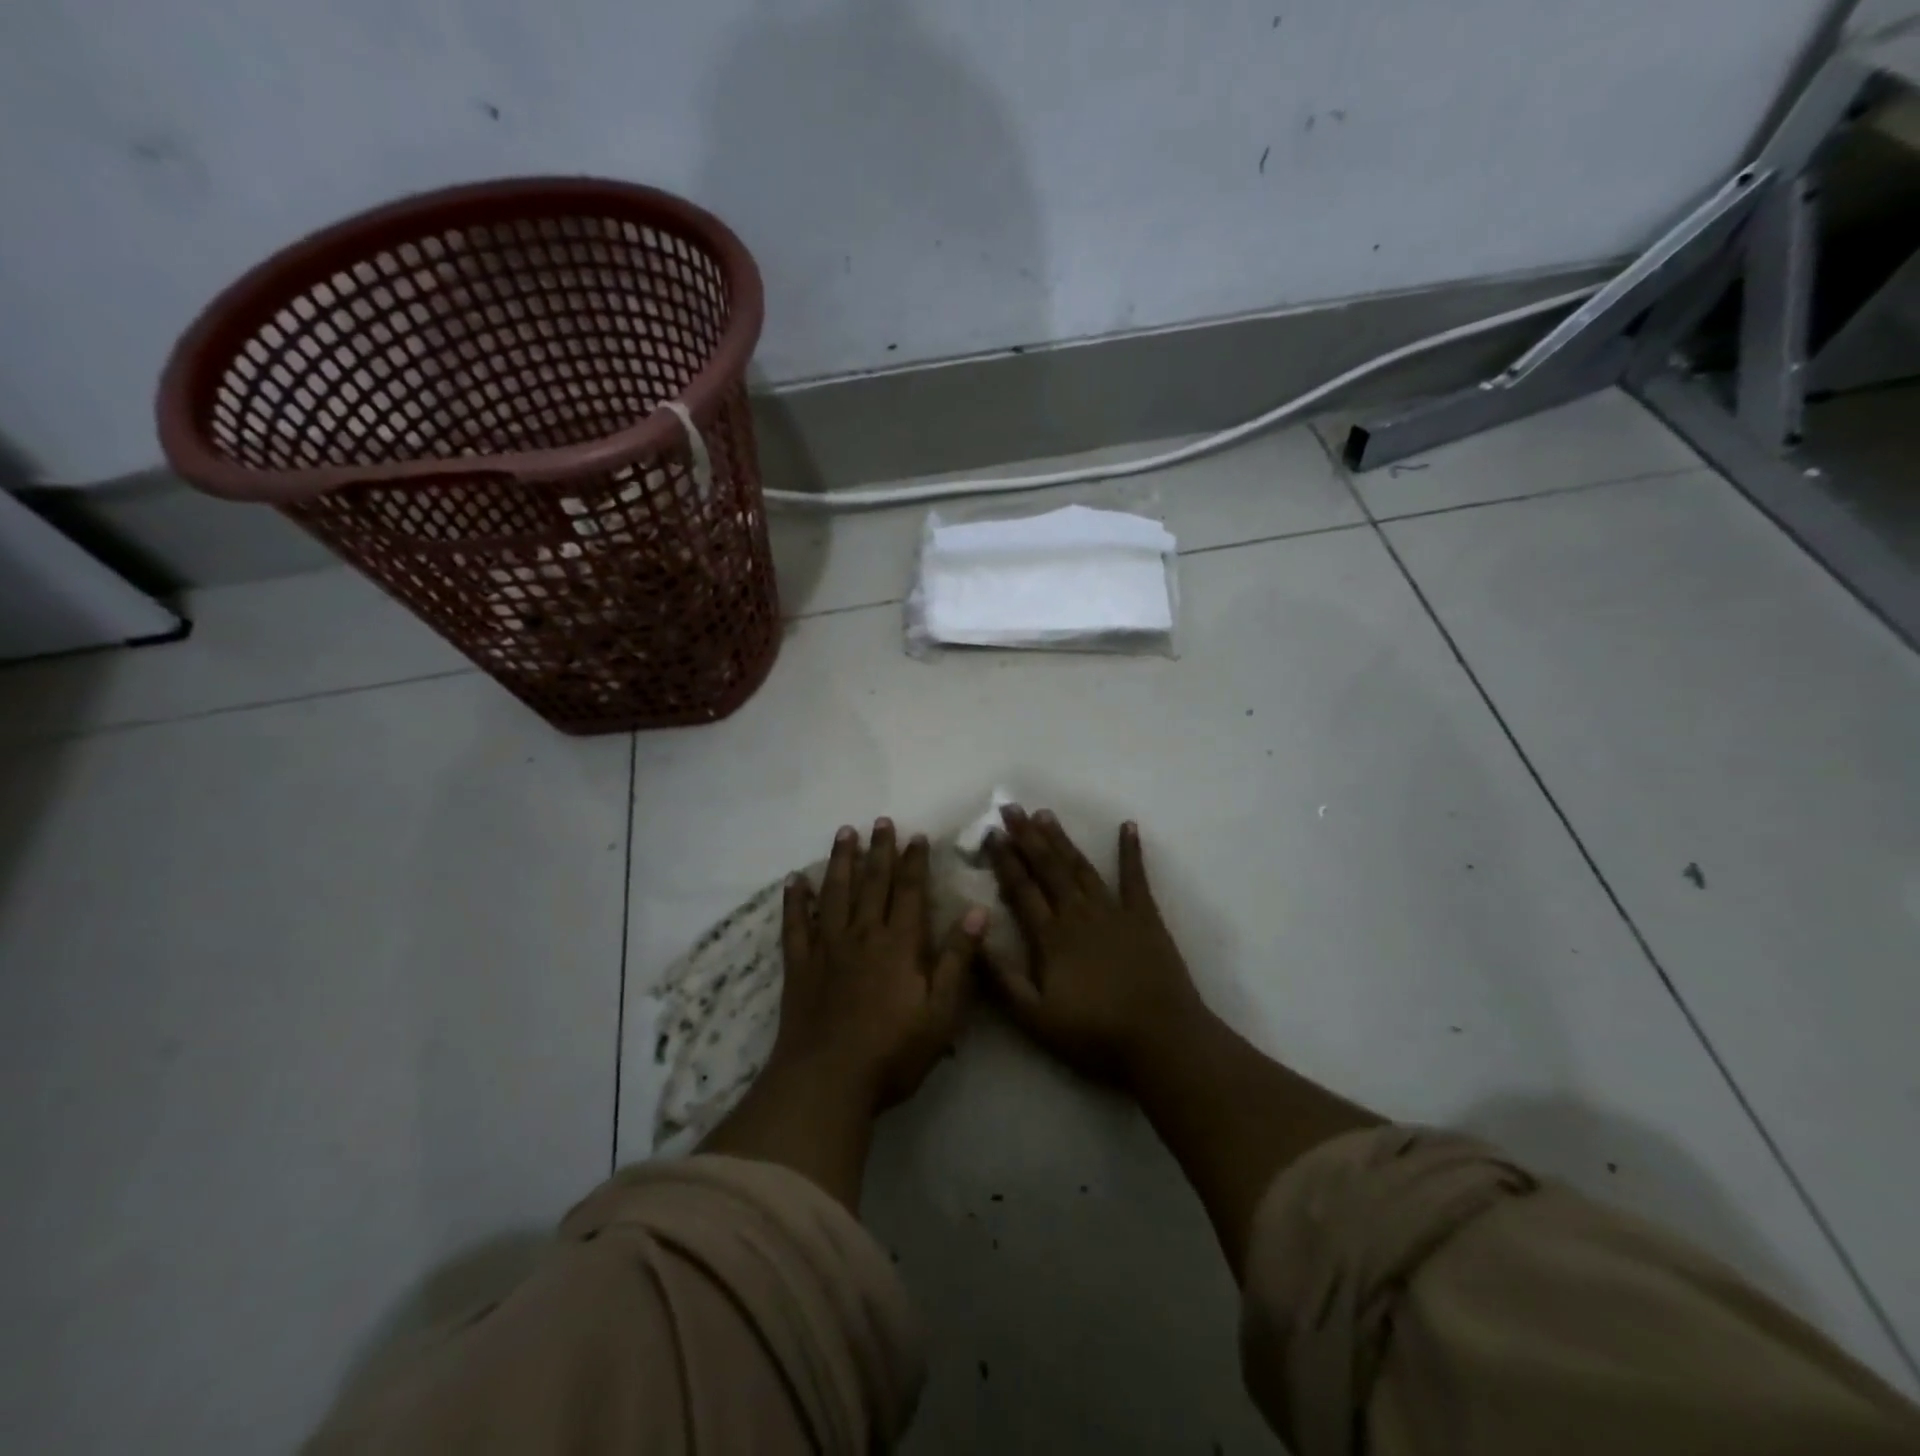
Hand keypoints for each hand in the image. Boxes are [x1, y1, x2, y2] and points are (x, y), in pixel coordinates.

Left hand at [773, 819, 985, 1110]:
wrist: (828, 1081)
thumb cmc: (893, 1051)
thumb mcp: (941, 1012)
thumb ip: (958, 960)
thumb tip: (976, 912)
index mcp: (899, 944)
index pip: (910, 892)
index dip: (914, 862)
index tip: (916, 836)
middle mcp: (862, 935)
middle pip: (872, 883)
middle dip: (879, 850)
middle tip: (881, 821)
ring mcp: (827, 948)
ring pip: (834, 893)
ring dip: (840, 861)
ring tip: (844, 833)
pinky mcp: (799, 966)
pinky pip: (795, 924)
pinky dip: (794, 900)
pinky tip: (794, 880)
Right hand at [984, 807, 1208, 1084]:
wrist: (1161, 1040)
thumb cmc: (1094, 1033)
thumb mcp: (1035, 1017)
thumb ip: (1002, 979)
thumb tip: (974, 938)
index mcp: (1051, 936)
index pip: (1021, 889)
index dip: (1004, 860)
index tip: (991, 834)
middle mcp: (1079, 913)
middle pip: (1048, 868)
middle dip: (1028, 837)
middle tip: (1011, 808)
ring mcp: (1114, 911)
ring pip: (1081, 866)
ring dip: (1062, 839)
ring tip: (1045, 814)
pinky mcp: (1145, 917)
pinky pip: (1135, 877)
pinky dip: (1131, 851)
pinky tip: (1128, 826)